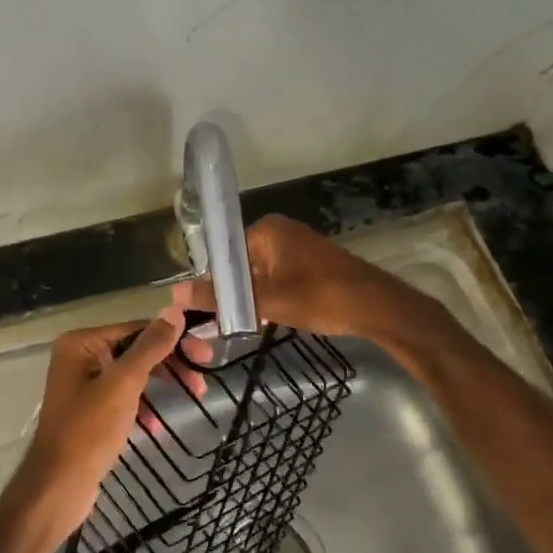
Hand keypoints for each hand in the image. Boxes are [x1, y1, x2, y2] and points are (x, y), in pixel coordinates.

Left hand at [16, 308, 184, 542]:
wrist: (57, 488)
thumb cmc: (88, 430)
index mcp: (81, 343)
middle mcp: (79, 357)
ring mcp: (82, 385)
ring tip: (193, 397)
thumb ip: (150, 347)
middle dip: (169, 364)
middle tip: (202, 380)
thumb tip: (174, 311)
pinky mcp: (89, 411)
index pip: (135, 329)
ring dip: (160, 385)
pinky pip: (123, 398)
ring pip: (131, 375)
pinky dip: (142, 407)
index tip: (205, 354)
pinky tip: (156, 427)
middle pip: (134, 351)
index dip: (172, 339)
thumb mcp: (123, 384)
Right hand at [173, 214, 395, 338]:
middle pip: (242, 264)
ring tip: (254, 324)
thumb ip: (220, 298)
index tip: (213, 313)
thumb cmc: (320, 296)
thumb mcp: (266, 301)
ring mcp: (298, 245)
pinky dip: (275, 296)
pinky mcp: (312, 262)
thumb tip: (174, 295)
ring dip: (257, 298)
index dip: (217, 285)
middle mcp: (280, 230)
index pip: (225, 255)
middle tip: (234, 322)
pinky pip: (280, 277)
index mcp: (267, 229)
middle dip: (238, 293)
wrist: (377, 307)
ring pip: (261, 274)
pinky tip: (276, 318)